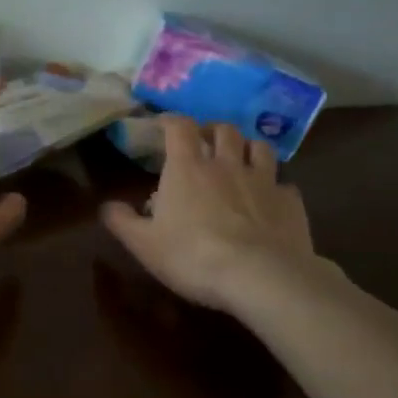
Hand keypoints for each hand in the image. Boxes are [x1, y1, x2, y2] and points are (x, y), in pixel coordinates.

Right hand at [101, 116, 327, 312]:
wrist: (261, 276)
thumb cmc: (193, 256)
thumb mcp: (144, 244)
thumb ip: (123, 221)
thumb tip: (106, 205)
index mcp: (187, 167)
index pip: (179, 127)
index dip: (170, 121)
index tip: (163, 126)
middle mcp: (226, 163)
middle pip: (223, 129)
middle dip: (212, 131)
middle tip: (204, 143)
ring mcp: (263, 180)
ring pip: (259, 147)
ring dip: (247, 148)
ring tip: (240, 160)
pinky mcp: (291, 202)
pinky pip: (284, 184)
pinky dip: (275, 186)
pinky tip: (271, 200)